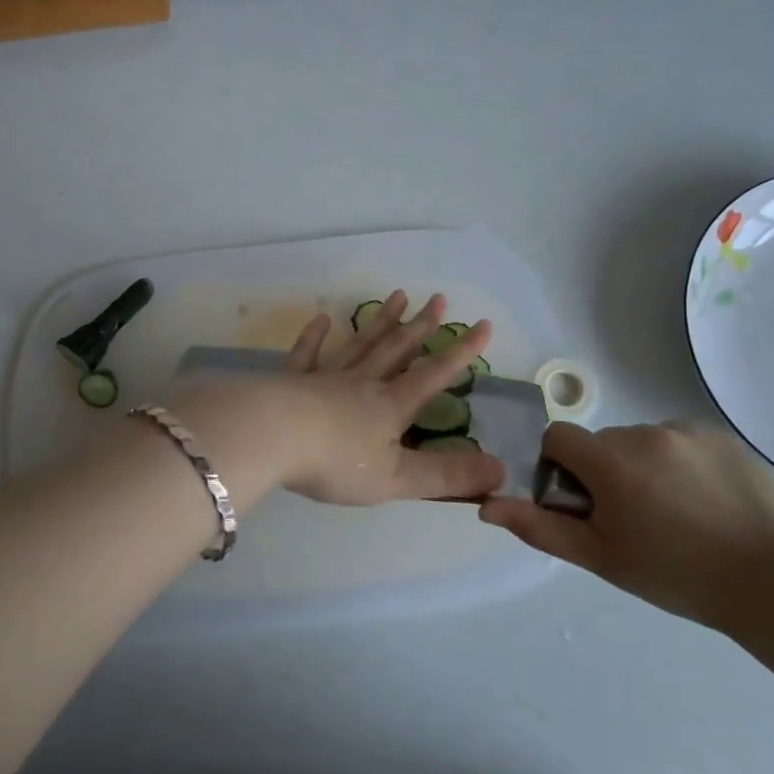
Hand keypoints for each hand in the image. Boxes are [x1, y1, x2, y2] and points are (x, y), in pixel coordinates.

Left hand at [271, 291, 506, 506]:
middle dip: (421, 326)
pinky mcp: (292, 380)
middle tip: (439, 298)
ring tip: (397, 295)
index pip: (433, 375)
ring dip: (380, 321)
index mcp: (390, 406)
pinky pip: (307, 354)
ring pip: (360, 344)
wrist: (272, 436)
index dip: (461, 352)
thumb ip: (446, 476)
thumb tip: (500, 471)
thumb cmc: (336, 461)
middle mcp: (363, 383)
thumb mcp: (397, 478)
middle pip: (397, 349)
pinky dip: (314, 336)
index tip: (484, 324)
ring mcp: (326, 377)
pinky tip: (322, 318)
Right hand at [478, 421, 773, 631]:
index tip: (583, 503)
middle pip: (602, 443)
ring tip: (680, 515)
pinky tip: (710, 504)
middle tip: (635, 520)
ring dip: (645, 467)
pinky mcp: (723, 437)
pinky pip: (682, 443)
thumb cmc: (678, 575)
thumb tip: (486, 505)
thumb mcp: (601, 558)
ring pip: (643, 442)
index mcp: (610, 460)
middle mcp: (644, 432)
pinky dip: (683, 465)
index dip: (559, 468)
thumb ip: (540, 527)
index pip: (558, 438)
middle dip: (606, 473)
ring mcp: (688, 431)